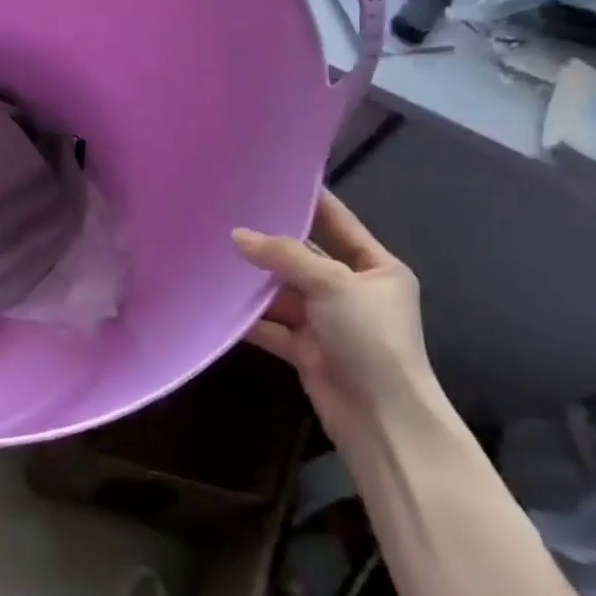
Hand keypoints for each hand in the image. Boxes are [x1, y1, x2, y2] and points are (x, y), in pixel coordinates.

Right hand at [233, 192, 440, 446]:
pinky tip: (218, 301)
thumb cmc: (371, 339)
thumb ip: (284, 256)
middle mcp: (352, 290)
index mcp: (377, 268)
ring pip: (284, 291)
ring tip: (213, 255)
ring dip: (255, 281)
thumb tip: (236, 235)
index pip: (339, 222)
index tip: (274, 176)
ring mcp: (328, 321)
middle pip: (304, 258)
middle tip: (227, 215)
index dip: (310, 200)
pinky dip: (250, 317)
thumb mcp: (333, 284)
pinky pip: (272, 324)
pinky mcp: (306, 349)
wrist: (382, 420)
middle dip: (269, 243)